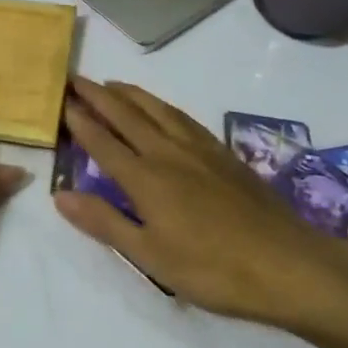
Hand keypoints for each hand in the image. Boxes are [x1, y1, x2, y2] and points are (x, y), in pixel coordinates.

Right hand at [53, 77, 347, 323]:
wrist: (288, 264)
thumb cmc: (213, 269)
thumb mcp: (150, 255)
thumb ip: (104, 221)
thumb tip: (60, 195)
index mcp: (146, 178)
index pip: (103, 142)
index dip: (80, 121)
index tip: (61, 101)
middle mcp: (168, 153)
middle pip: (127, 116)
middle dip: (99, 96)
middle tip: (76, 79)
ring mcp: (200, 150)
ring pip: (158, 109)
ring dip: (131, 94)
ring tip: (112, 84)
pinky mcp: (224, 154)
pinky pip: (184, 117)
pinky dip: (163, 105)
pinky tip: (163, 108)